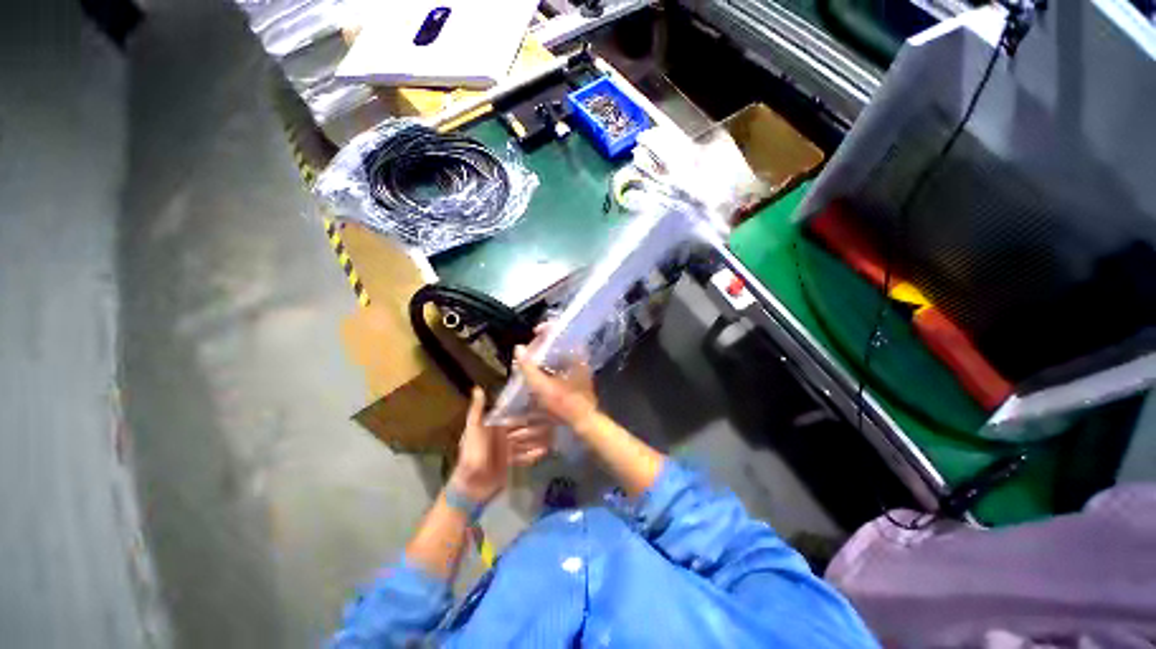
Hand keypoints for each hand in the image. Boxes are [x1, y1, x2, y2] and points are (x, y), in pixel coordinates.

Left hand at [450, 388, 553, 503]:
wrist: (471, 487)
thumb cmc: (472, 454)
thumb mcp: (473, 429)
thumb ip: (477, 410)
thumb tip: (477, 388)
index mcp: (493, 425)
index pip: (514, 415)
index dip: (526, 411)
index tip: (542, 405)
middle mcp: (501, 435)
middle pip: (522, 428)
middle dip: (535, 426)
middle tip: (552, 423)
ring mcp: (506, 449)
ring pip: (525, 441)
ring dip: (537, 439)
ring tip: (552, 436)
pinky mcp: (509, 463)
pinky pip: (523, 456)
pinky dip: (532, 454)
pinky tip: (544, 451)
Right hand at [514, 326, 598, 428]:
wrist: (583, 422)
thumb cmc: (564, 404)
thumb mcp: (542, 386)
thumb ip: (528, 367)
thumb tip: (519, 347)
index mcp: (574, 356)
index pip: (563, 332)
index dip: (548, 328)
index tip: (535, 332)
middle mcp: (579, 358)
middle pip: (559, 342)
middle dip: (542, 344)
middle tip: (529, 349)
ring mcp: (579, 367)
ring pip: (560, 354)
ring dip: (545, 355)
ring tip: (530, 359)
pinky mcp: (577, 376)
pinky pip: (562, 363)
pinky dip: (550, 364)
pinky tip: (539, 372)